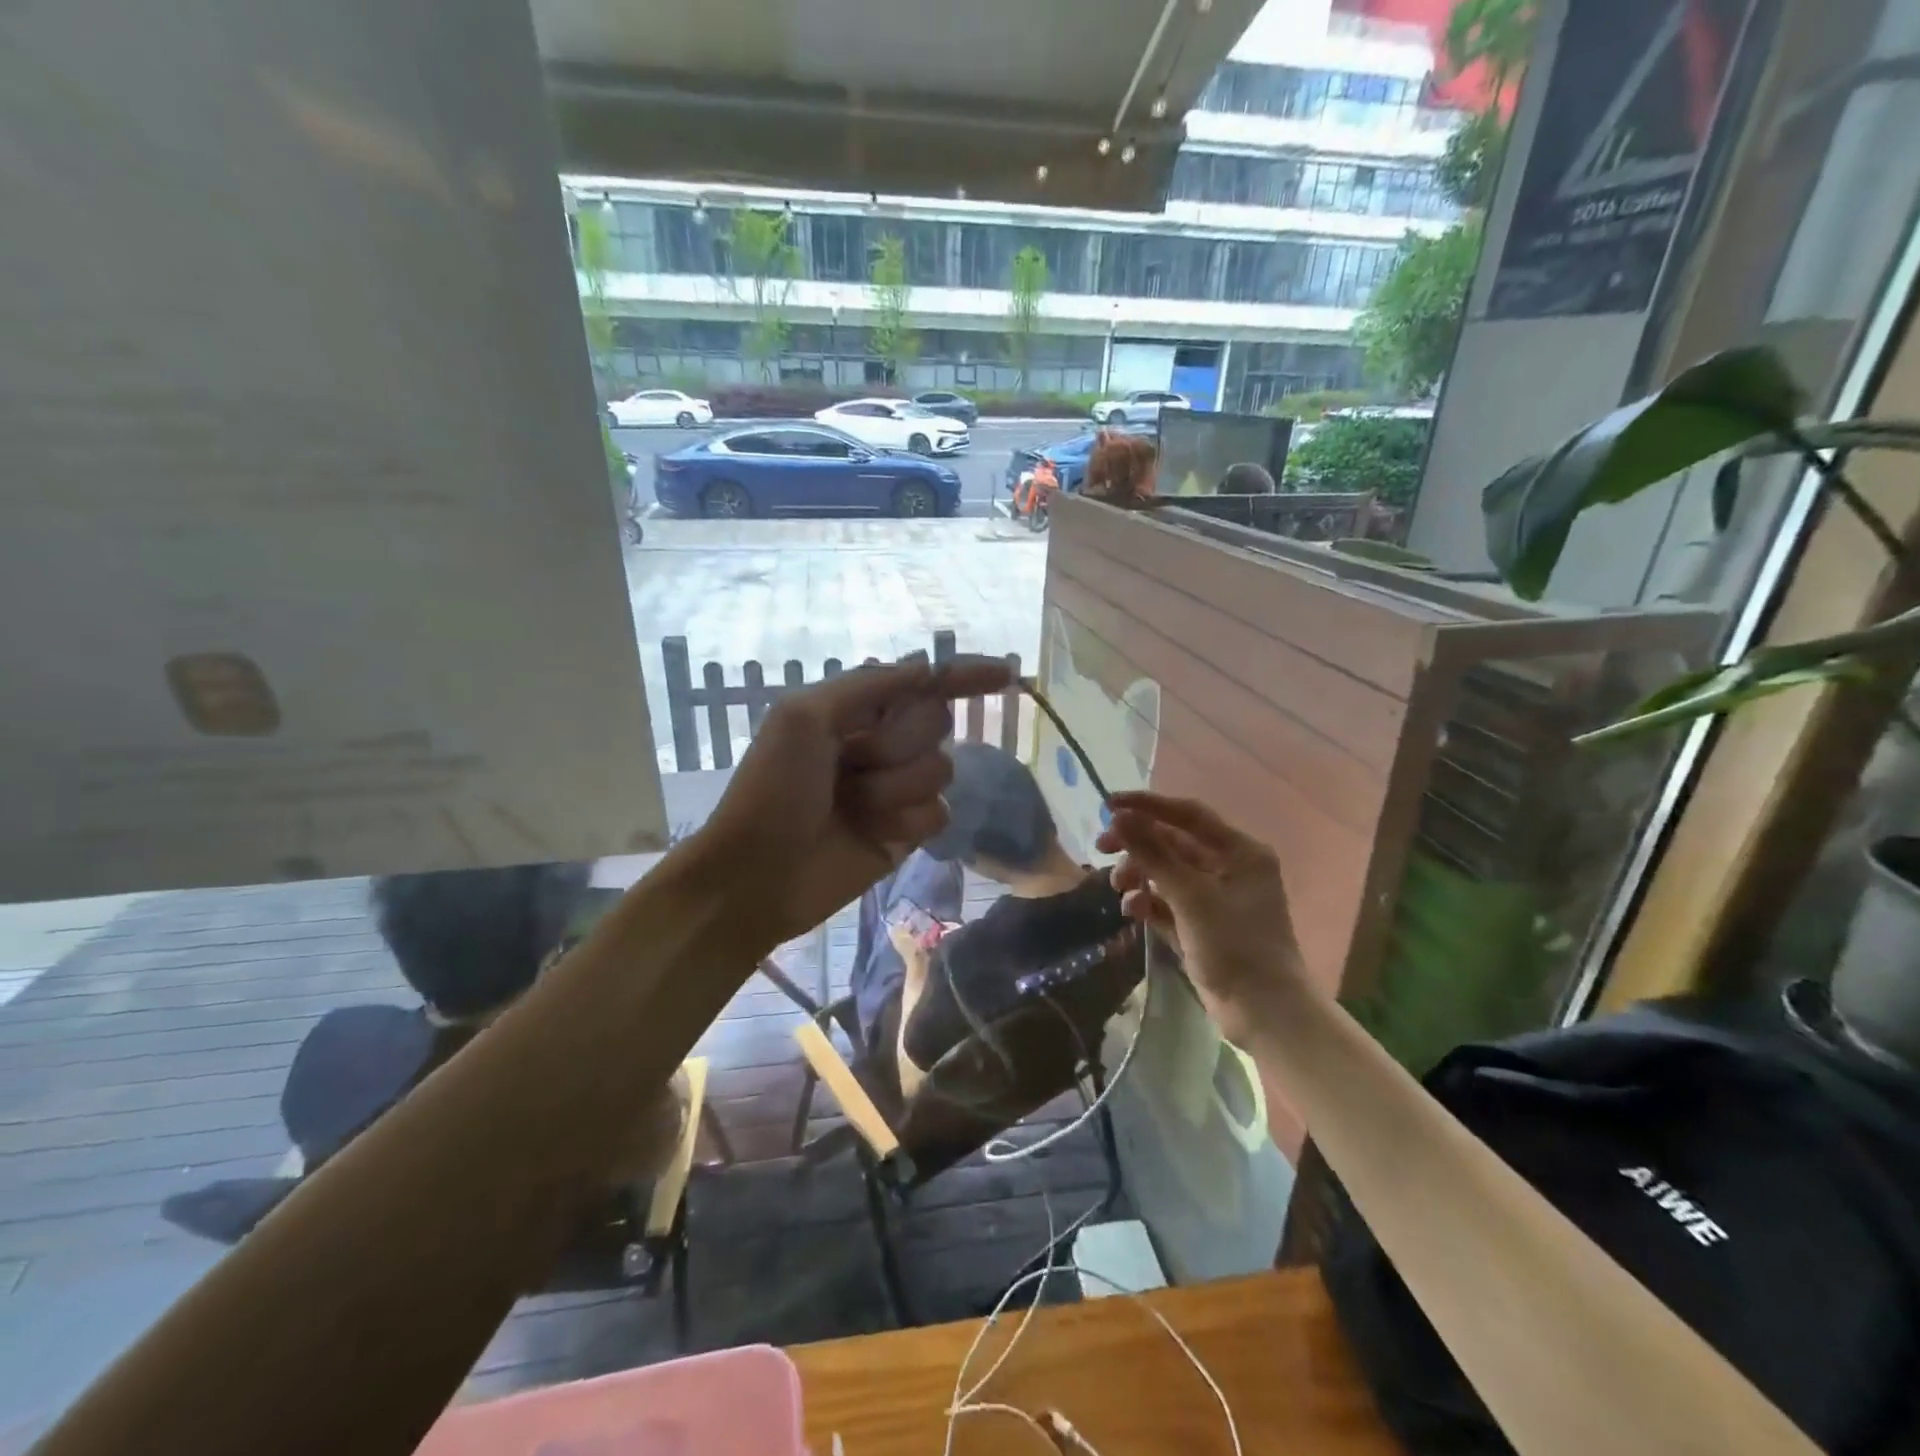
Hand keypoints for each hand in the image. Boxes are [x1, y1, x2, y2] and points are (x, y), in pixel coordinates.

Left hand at [701, 653, 1013, 944]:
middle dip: (896, 743)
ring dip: (894, 788)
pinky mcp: (908, 832)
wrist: (759, 873)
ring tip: (853, 806)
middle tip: (852, 764)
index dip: (962, 676)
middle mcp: (882, 743)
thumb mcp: (805, 717)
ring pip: (940, 770)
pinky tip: (873, 834)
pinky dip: (906, 822)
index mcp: (856, 709)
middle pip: (935, 723)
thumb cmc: (773, 788)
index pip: (922, 683)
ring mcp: (897, 788)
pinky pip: (938, 813)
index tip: (1005, 675)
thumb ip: (868, 685)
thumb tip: (926, 668)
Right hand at [1095, 792, 1304, 1047]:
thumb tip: (1119, 817)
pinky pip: (1166, 902)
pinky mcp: (1201, 925)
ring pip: (1166, 872)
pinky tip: (1132, 913)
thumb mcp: (1191, 896)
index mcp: (1239, 852)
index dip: (1147, 805)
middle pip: (1173, 843)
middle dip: (1137, 845)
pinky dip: (1148, 903)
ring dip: (1139, 875)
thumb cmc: (1235, 947)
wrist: (1264, 1014)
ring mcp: (1214, 898)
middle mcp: (1228, 868)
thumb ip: (1154, 853)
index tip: (1108, 805)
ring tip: (1119, 889)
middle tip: (1102, 847)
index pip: (1188, 815)